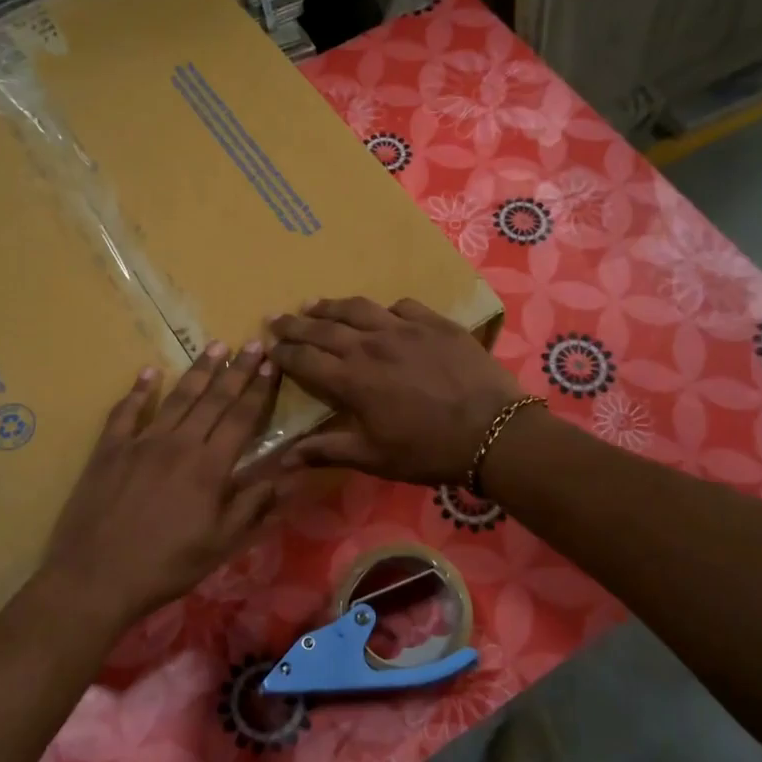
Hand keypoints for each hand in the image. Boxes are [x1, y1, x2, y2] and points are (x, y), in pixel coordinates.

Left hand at [39, 341, 281, 632]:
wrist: (96, 577)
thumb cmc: (166, 566)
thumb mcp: (220, 544)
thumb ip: (252, 505)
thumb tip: (287, 474)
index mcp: (209, 467)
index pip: (241, 418)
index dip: (259, 390)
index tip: (271, 364)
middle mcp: (179, 444)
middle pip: (213, 400)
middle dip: (236, 370)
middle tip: (253, 343)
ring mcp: (141, 442)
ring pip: (176, 398)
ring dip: (199, 371)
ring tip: (215, 346)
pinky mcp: (109, 449)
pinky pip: (126, 411)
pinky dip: (138, 390)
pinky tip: (148, 372)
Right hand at [268, 298, 522, 484]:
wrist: (493, 431)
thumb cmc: (429, 451)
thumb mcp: (375, 458)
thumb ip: (328, 450)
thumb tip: (284, 458)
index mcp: (352, 380)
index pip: (305, 360)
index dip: (283, 353)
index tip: (268, 347)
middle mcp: (371, 345)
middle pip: (323, 328)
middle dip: (296, 324)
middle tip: (277, 318)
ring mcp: (404, 329)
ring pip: (358, 309)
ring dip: (331, 306)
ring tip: (314, 303)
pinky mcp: (435, 323)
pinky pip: (401, 307)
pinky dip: (384, 310)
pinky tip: (382, 314)